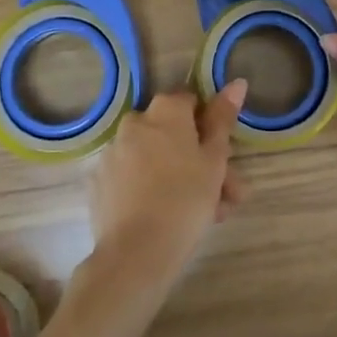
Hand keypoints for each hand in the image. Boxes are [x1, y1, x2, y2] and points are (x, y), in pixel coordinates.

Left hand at [87, 82, 246, 295]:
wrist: (135, 254)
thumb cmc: (185, 200)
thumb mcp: (215, 159)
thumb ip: (223, 119)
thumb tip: (236, 82)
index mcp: (165, 110)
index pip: (192, 102)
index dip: (211, 128)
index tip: (224, 159)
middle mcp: (135, 122)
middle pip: (174, 134)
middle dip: (201, 160)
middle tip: (224, 196)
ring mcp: (113, 152)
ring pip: (156, 158)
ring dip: (180, 177)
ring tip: (204, 215)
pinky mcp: (100, 181)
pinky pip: (134, 177)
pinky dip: (151, 189)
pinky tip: (168, 218)